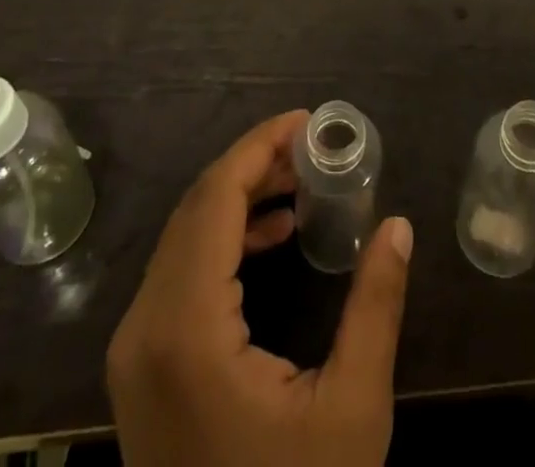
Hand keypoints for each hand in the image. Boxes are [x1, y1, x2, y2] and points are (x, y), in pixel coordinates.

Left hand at [106, 111, 413, 466]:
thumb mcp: (351, 413)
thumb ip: (375, 307)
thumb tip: (399, 225)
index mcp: (186, 329)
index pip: (216, 198)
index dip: (260, 146)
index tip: (308, 121)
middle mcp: (144, 328)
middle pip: (197, 208)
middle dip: (255, 165)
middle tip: (313, 148)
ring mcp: (135, 352)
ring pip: (185, 237)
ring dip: (240, 198)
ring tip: (301, 183)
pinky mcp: (142, 370)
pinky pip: (180, 273)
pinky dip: (223, 239)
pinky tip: (272, 236)